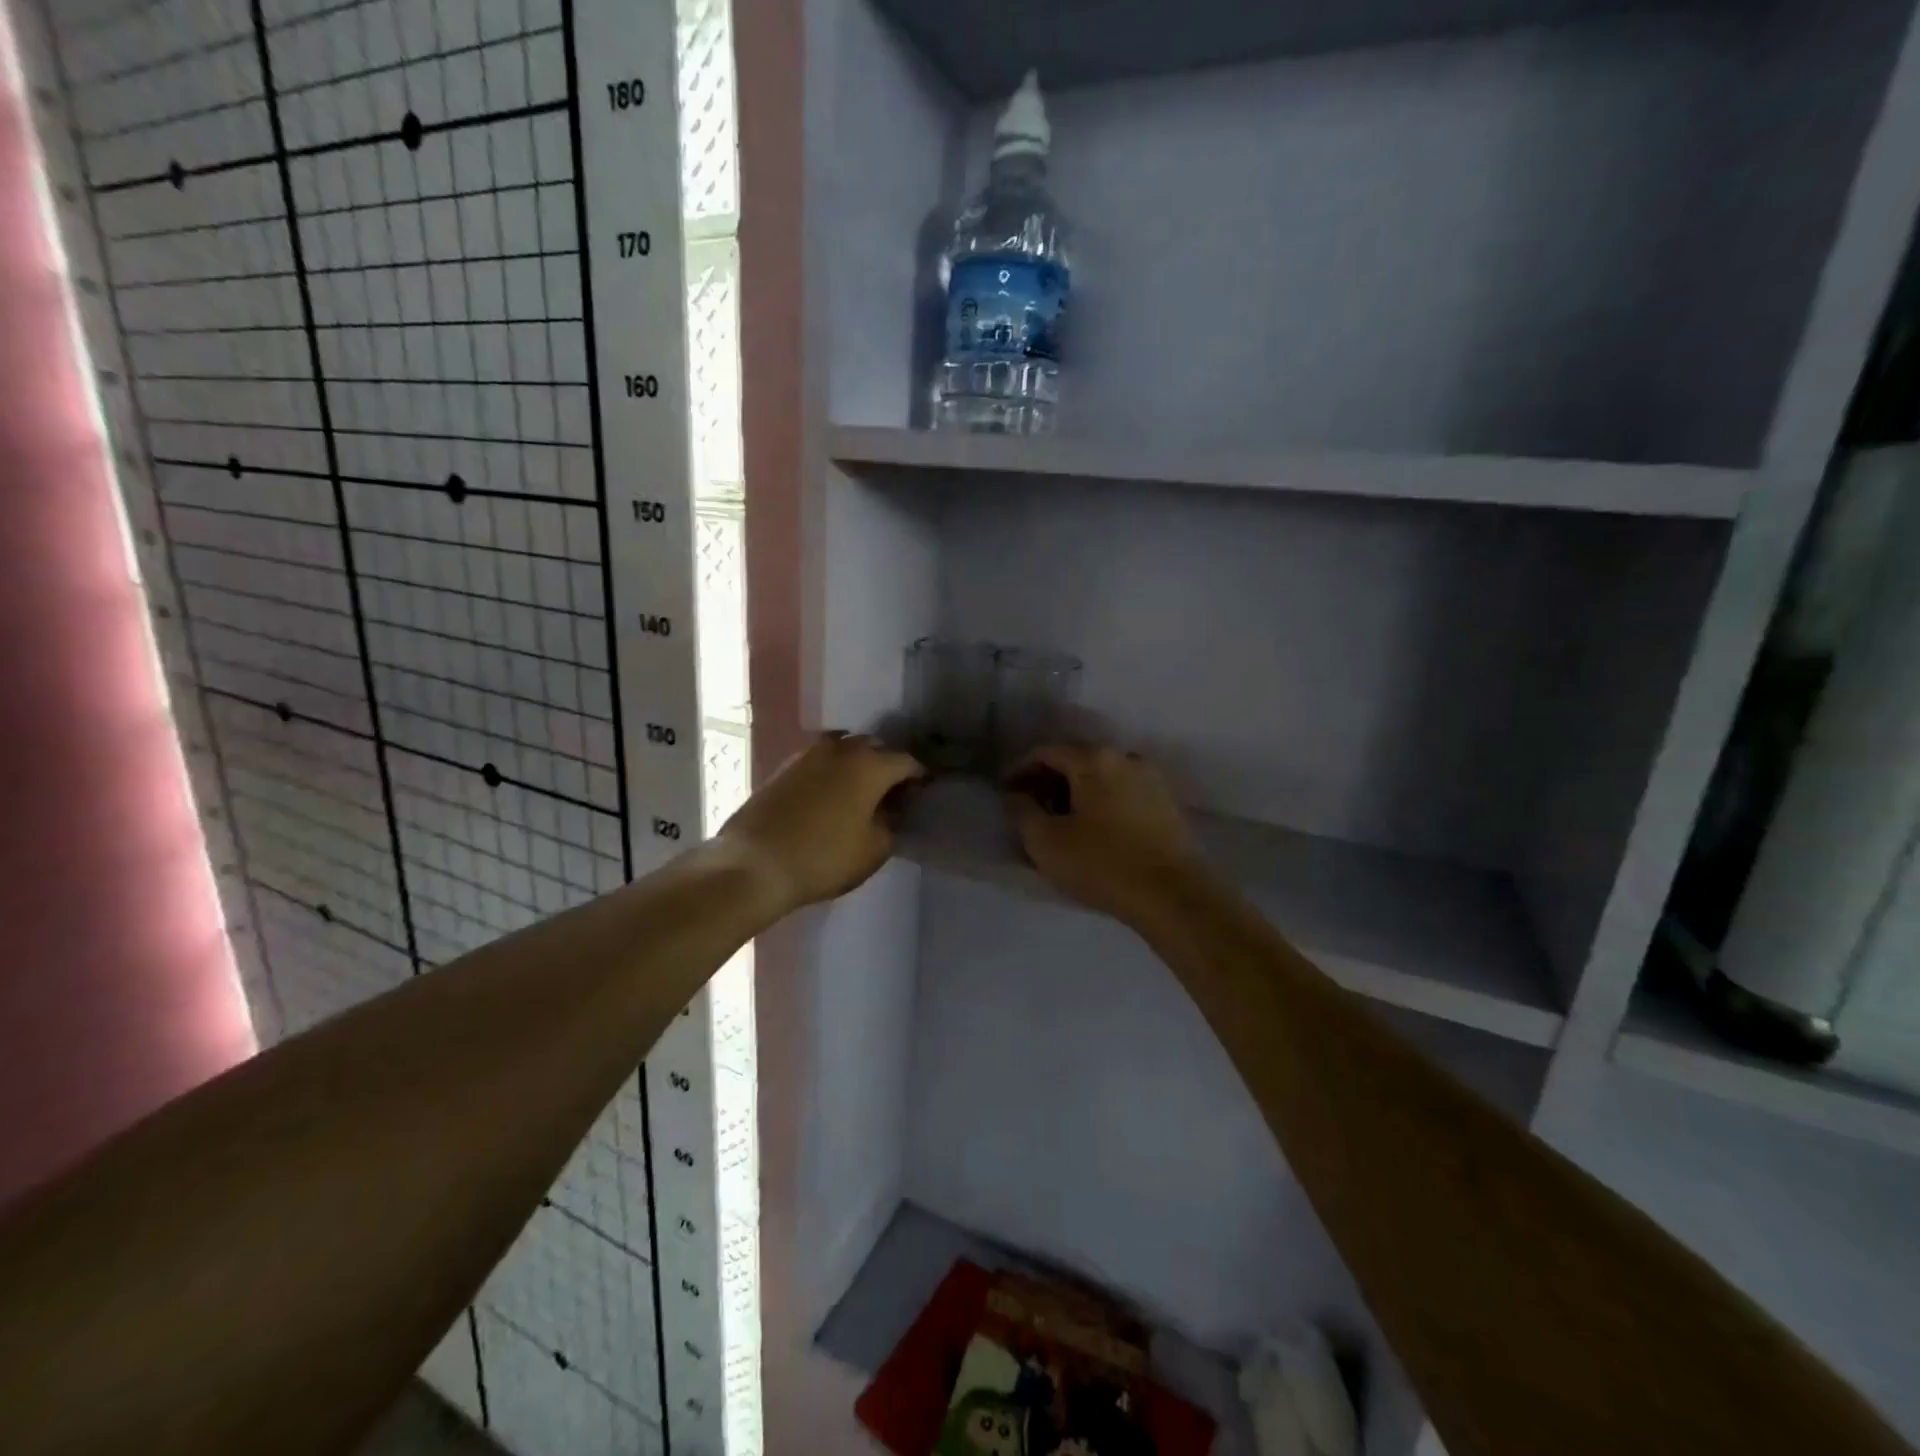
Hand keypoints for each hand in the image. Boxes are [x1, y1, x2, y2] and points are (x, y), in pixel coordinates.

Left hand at [718, 733, 923, 913]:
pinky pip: (819, 761)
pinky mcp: (783, 767)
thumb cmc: (824, 857)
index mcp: (870, 765)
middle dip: (887, 764)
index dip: (919, 776)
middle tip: (892, 790)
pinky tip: (830, 794)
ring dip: (857, 763)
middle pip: (874, 747)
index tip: (924, 791)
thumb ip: (890, 825)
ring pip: (844, 749)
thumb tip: (890, 811)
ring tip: (860, 789)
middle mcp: (841, 749)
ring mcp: (808, 754)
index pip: (906, 761)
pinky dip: (831, 771)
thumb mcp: (873, 849)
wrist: (755, 863)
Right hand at [1005, 745, 1205, 923]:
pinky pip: (1124, 794)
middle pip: (1077, 762)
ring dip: (1078, 794)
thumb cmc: (1102, 864)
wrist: (1172, 896)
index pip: (1045, 753)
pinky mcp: (1168, 804)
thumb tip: (1018, 795)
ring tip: (1062, 824)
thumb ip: (1022, 810)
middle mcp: (1126, 758)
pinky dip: (1103, 804)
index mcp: (1094, 759)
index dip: (1020, 771)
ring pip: (1102, 778)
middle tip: (1032, 810)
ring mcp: (1152, 779)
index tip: (1007, 794)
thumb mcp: (1045, 841)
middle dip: (1050, 782)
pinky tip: (1095, 831)